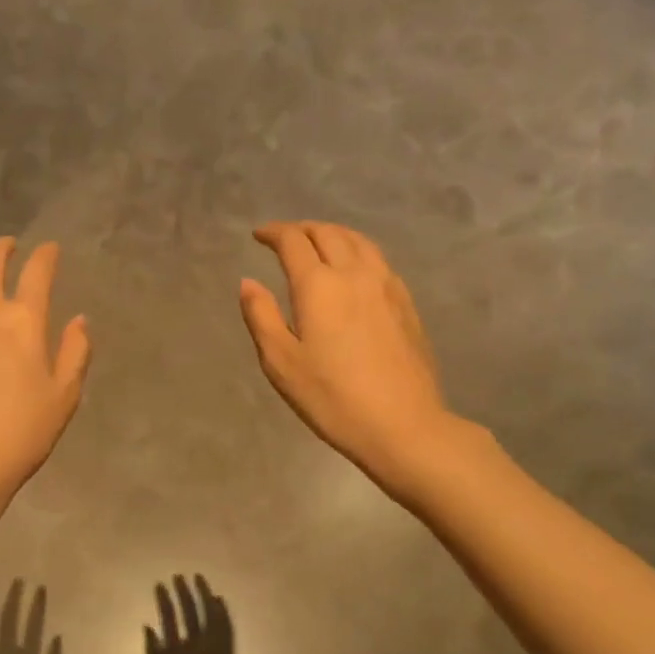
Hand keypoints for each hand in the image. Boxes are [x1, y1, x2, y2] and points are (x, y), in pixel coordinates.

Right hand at [239, 221, 458, 491]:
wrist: (403, 424)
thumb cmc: (332, 397)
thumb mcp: (281, 362)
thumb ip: (261, 316)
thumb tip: (248, 282)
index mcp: (319, 285)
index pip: (293, 241)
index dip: (273, 232)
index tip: (259, 235)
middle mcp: (354, 273)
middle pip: (327, 233)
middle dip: (302, 229)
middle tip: (285, 238)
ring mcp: (386, 285)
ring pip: (358, 241)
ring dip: (332, 234)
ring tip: (318, 243)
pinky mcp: (406, 302)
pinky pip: (378, 259)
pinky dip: (357, 249)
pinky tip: (353, 268)